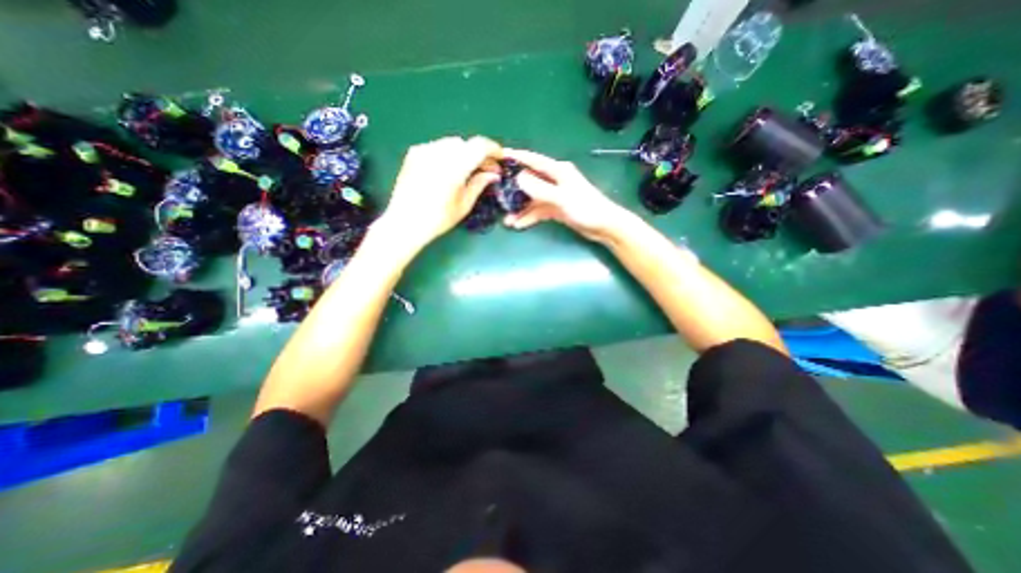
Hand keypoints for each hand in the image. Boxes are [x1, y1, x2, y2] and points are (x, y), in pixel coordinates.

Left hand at [375, 137, 500, 251]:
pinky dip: (449, 154)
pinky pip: (438, 147)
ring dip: (464, 153)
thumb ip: (479, 184)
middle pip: (466, 144)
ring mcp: (424, 151)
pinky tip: (449, 169)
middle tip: (486, 170)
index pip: (479, 146)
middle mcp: (439, 153)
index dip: (493, 149)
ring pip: (452, 144)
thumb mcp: (464, 205)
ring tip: (468, 171)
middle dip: (479, 154)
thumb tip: (493, 174)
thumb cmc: (437, 219)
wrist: (404, 222)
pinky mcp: (414, 153)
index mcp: (454, 167)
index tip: (500, 158)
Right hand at [499, 145, 626, 240]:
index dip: (517, 157)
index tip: (500, 155)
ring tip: (507, 220)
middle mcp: (555, 180)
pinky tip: (519, 225)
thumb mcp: (561, 198)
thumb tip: (518, 178)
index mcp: (558, 171)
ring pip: (533, 199)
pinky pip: (538, 211)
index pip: (534, 160)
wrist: (604, 226)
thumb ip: (540, 189)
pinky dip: (529, 217)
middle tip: (497, 195)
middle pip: (530, 181)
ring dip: (521, 209)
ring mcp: (555, 195)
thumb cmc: (586, 208)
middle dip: (514, 189)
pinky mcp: (556, 208)